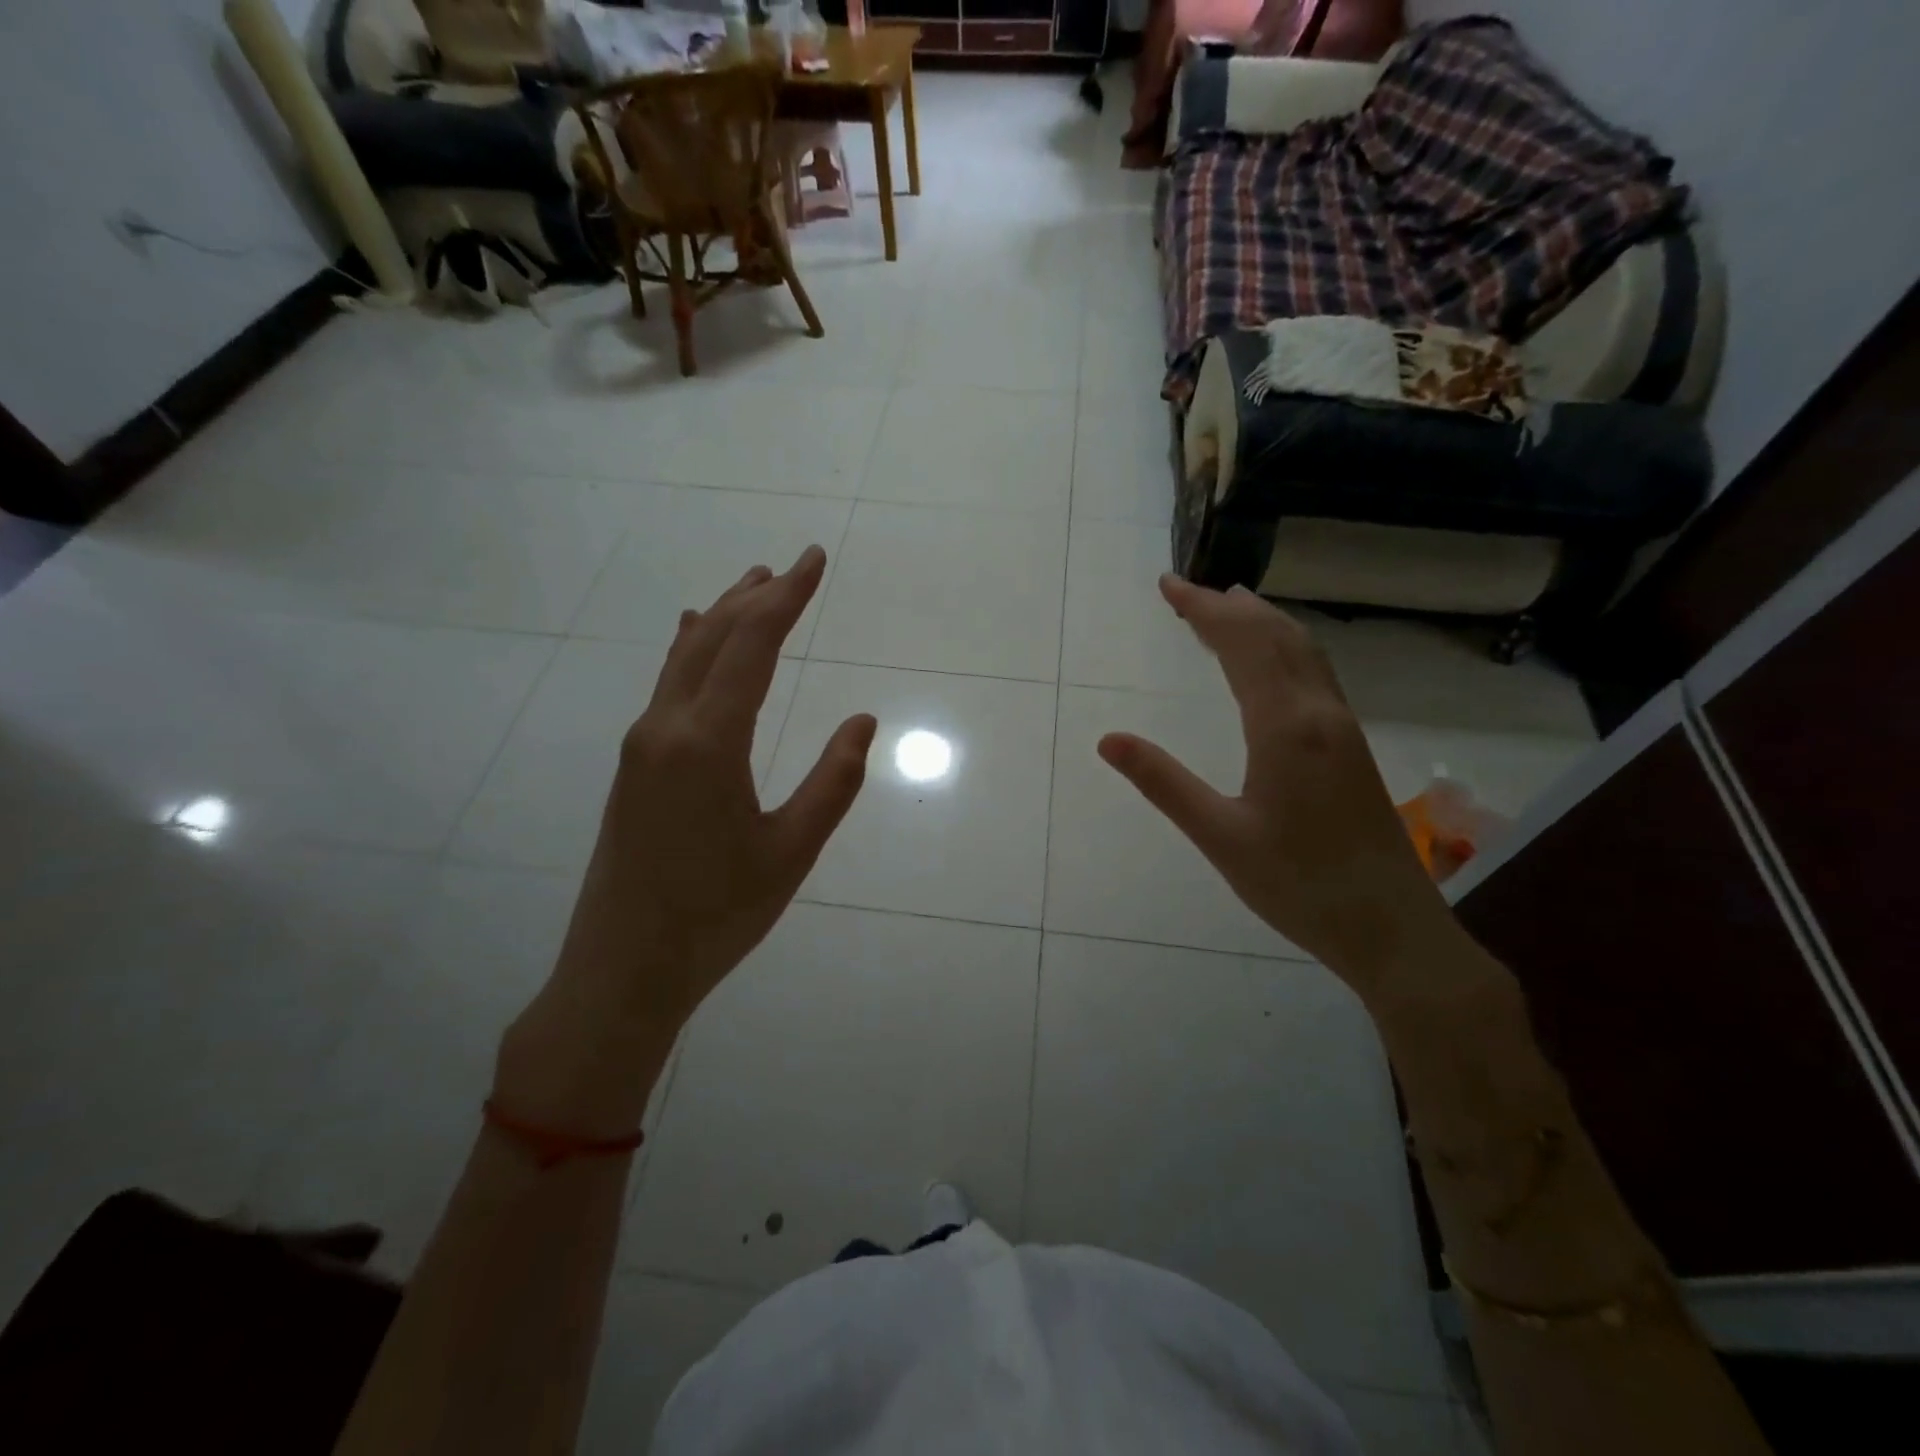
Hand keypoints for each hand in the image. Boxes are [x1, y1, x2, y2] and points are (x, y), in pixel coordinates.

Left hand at [498, 548, 874, 1131]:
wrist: (622, 968)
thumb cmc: (715, 916)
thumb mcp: (790, 853)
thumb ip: (833, 782)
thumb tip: (863, 721)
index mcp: (708, 742)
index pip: (753, 646)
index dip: (787, 598)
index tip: (814, 562)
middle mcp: (666, 727)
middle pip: (715, 638)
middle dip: (758, 597)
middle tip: (794, 565)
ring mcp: (643, 744)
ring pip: (686, 657)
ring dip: (723, 616)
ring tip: (752, 584)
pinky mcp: (635, 765)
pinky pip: (668, 685)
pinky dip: (692, 649)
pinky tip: (692, 635)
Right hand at [1097, 576, 1459, 1007]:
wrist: (1392, 929)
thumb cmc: (1299, 886)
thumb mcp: (1220, 838)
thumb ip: (1164, 783)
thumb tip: (1109, 739)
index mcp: (1285, 726)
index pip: (1241, 645)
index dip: (1203, 609)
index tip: (1167, 585)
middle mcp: (1319, 713)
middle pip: (1276, 636)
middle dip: (1229, 606)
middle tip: (1187, 589)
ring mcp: (1342, 728)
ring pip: (1303, 651)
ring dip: (1263, 622)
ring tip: (1228, 606)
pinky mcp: (1352, 748)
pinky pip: (1315, 673)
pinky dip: (1285, 647)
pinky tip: (1274, 662)